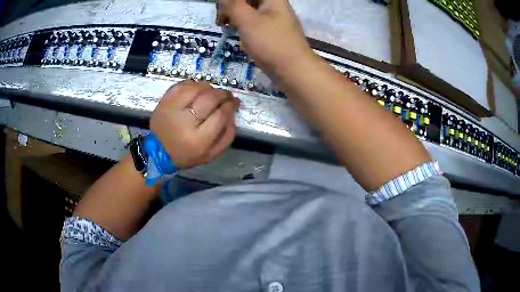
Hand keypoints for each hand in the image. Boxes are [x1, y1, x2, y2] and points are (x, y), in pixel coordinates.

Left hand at [150, 81, 239, 168]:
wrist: (158, 151)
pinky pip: (182, 85)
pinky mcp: (164, 101)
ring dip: (209, 87)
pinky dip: (193, 84)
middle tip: (227, 95)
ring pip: (196, 88)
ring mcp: (172, 109)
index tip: (234, 103)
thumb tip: (232, 112)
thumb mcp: (211, 154)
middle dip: (223, 94)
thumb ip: (227, 135)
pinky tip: (197, 90)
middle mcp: (185, 122)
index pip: (220, 115)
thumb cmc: (186, 154)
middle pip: (210, 99)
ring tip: (212, 92)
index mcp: (198, 140)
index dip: (230, 106)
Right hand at [216, 0, 313, 73]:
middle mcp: (272, 3)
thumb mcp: (247, 19)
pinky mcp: (269, 28)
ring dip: (233, 15)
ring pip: (246, 9)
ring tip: (225, 26)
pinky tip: (235, 31)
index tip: (221, 10)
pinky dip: (241, 23)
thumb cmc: (270, 42)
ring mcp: (271, 16)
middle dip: (230, 6)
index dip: (230, 1)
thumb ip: (232, 4)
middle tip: (221, 21)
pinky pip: (251, 19)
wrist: (292, 69)